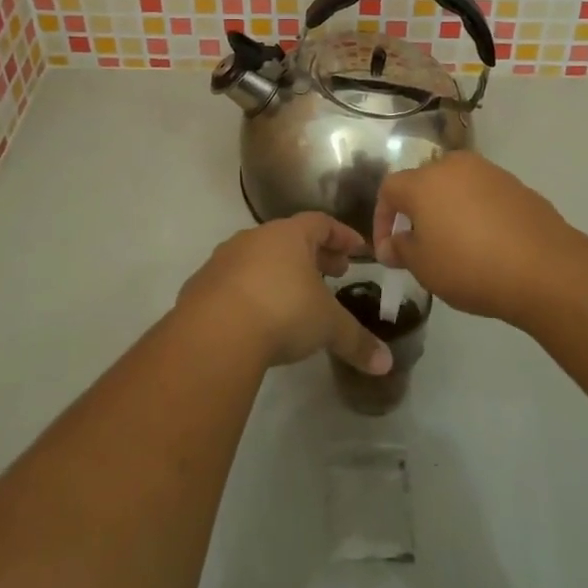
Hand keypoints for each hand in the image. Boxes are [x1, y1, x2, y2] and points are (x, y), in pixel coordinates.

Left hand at [177, 214, 392, 374]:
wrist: (214, 333)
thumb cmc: (282, 312)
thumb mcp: (327, 327)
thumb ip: (357, 341)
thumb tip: (386, 364)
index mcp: (289, 235)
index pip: (321, 223)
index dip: (342, 236)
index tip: (357, 250)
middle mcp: (255, 238)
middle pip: (289, 239)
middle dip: (314, 255)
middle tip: (333, 273)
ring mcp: (224, 260)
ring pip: (259, 258)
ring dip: (279, 272)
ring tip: (295, 297)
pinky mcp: (200, 286)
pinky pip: (233, 283)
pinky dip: (250, 293)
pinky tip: (257, 317)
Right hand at [372, 152, 585, 327]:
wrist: (545, 268)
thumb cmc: (471, 267)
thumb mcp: (424, 267)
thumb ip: (401, 249)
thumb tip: (394, 243)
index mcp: (424, 181)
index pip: (389, 189)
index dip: (382, 219)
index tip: (389, 251)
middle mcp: (453, 166)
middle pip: (423, 183)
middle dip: (416, 212)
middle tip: (420, 246)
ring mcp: (489, 172)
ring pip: (455, 187)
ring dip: (447, 210)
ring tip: (454, 245)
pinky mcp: (516, 185)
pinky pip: (483, 195)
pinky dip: (476, 213)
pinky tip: (486, 244)